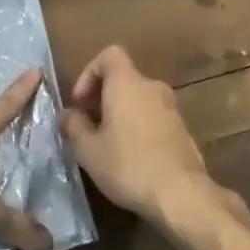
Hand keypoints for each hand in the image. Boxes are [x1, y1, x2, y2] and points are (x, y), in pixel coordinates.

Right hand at [59, 46, 249, 235]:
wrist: (181, 194)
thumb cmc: (128, 165)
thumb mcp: (88, 150)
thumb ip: (73, 126)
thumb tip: (67, 115)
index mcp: (127, 83)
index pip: (109, 55)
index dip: (89, 72)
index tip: (80, 102)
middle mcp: (151, 87)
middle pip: (123, 78)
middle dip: (102, 97)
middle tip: (88, 126)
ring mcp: (171, 107)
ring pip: (138, 99)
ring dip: (120, 113)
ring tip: (107, 144)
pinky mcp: (182, 129)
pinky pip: (153, 116)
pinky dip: (138, 126)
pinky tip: (131, 156)